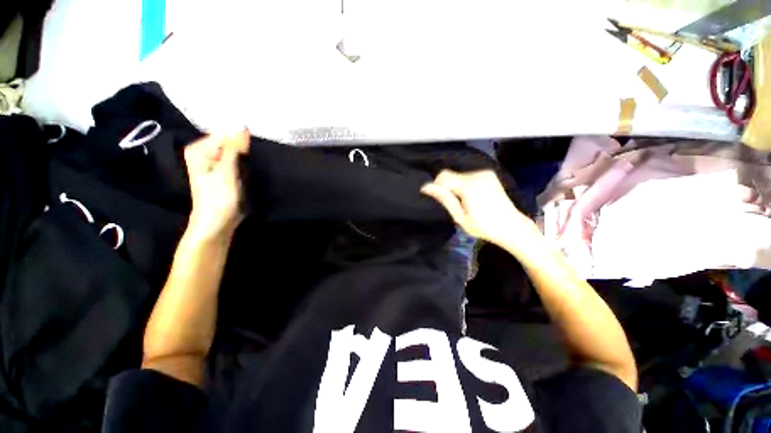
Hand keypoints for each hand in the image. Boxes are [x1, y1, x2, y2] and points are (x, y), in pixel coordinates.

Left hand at [184, 129, 249, 240]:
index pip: (225, 134)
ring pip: (235, 151)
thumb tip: (242, 125)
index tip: (254, 148)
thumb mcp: (227, 172)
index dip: (241, 139)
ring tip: (256, 161)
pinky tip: (252, 166)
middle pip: (229, 142)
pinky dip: (245, 162)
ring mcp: (214, 163)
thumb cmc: (218, 199)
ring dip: (246, 155)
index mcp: (199, 150)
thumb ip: (234, 148)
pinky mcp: (224, 172)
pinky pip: (236, 160)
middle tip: (256, 156)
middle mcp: (204, 153)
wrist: (217, 223)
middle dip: (244, 147)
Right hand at [421, 170, 538, 247]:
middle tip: (456, 205)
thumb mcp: (460, 217)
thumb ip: (444, 199)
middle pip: (451, 175)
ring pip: (459, 175)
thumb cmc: (484, 226)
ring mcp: (485, 173)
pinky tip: (473, 197)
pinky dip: (465, 184)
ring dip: (457, 186)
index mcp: (469, 185)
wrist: (511, 226)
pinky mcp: (489, 174)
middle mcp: (477, 174)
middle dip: (449, 188)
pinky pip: (468, 176)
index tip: (443, 201)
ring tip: (466, 203)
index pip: (443, 176)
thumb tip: (426, 187)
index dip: (438, 187)